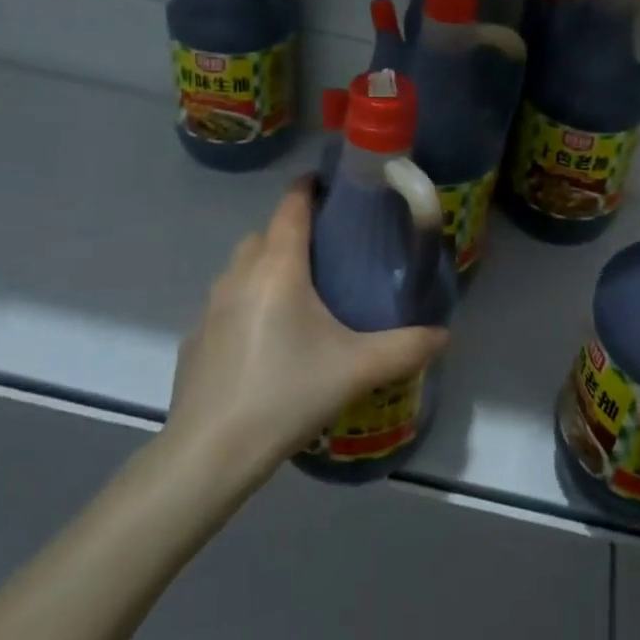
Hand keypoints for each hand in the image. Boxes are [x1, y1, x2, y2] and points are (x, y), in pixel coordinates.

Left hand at [165, 180, 448, 482]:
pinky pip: (225, 303)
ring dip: (266, 267)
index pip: (291, 206)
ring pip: (241, 267)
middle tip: (327, 253)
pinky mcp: (195, 338)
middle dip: (292, 231)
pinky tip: (265, 343)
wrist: (210, 452)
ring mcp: (210, 306)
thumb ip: (406, 348)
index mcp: (278, 268)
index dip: (309, 188)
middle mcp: (239, 275)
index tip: (332, 186)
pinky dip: (246, 304)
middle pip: (265, 234)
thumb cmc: (287, 394)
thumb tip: (444, 334)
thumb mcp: (356, 370)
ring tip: (298, 297)